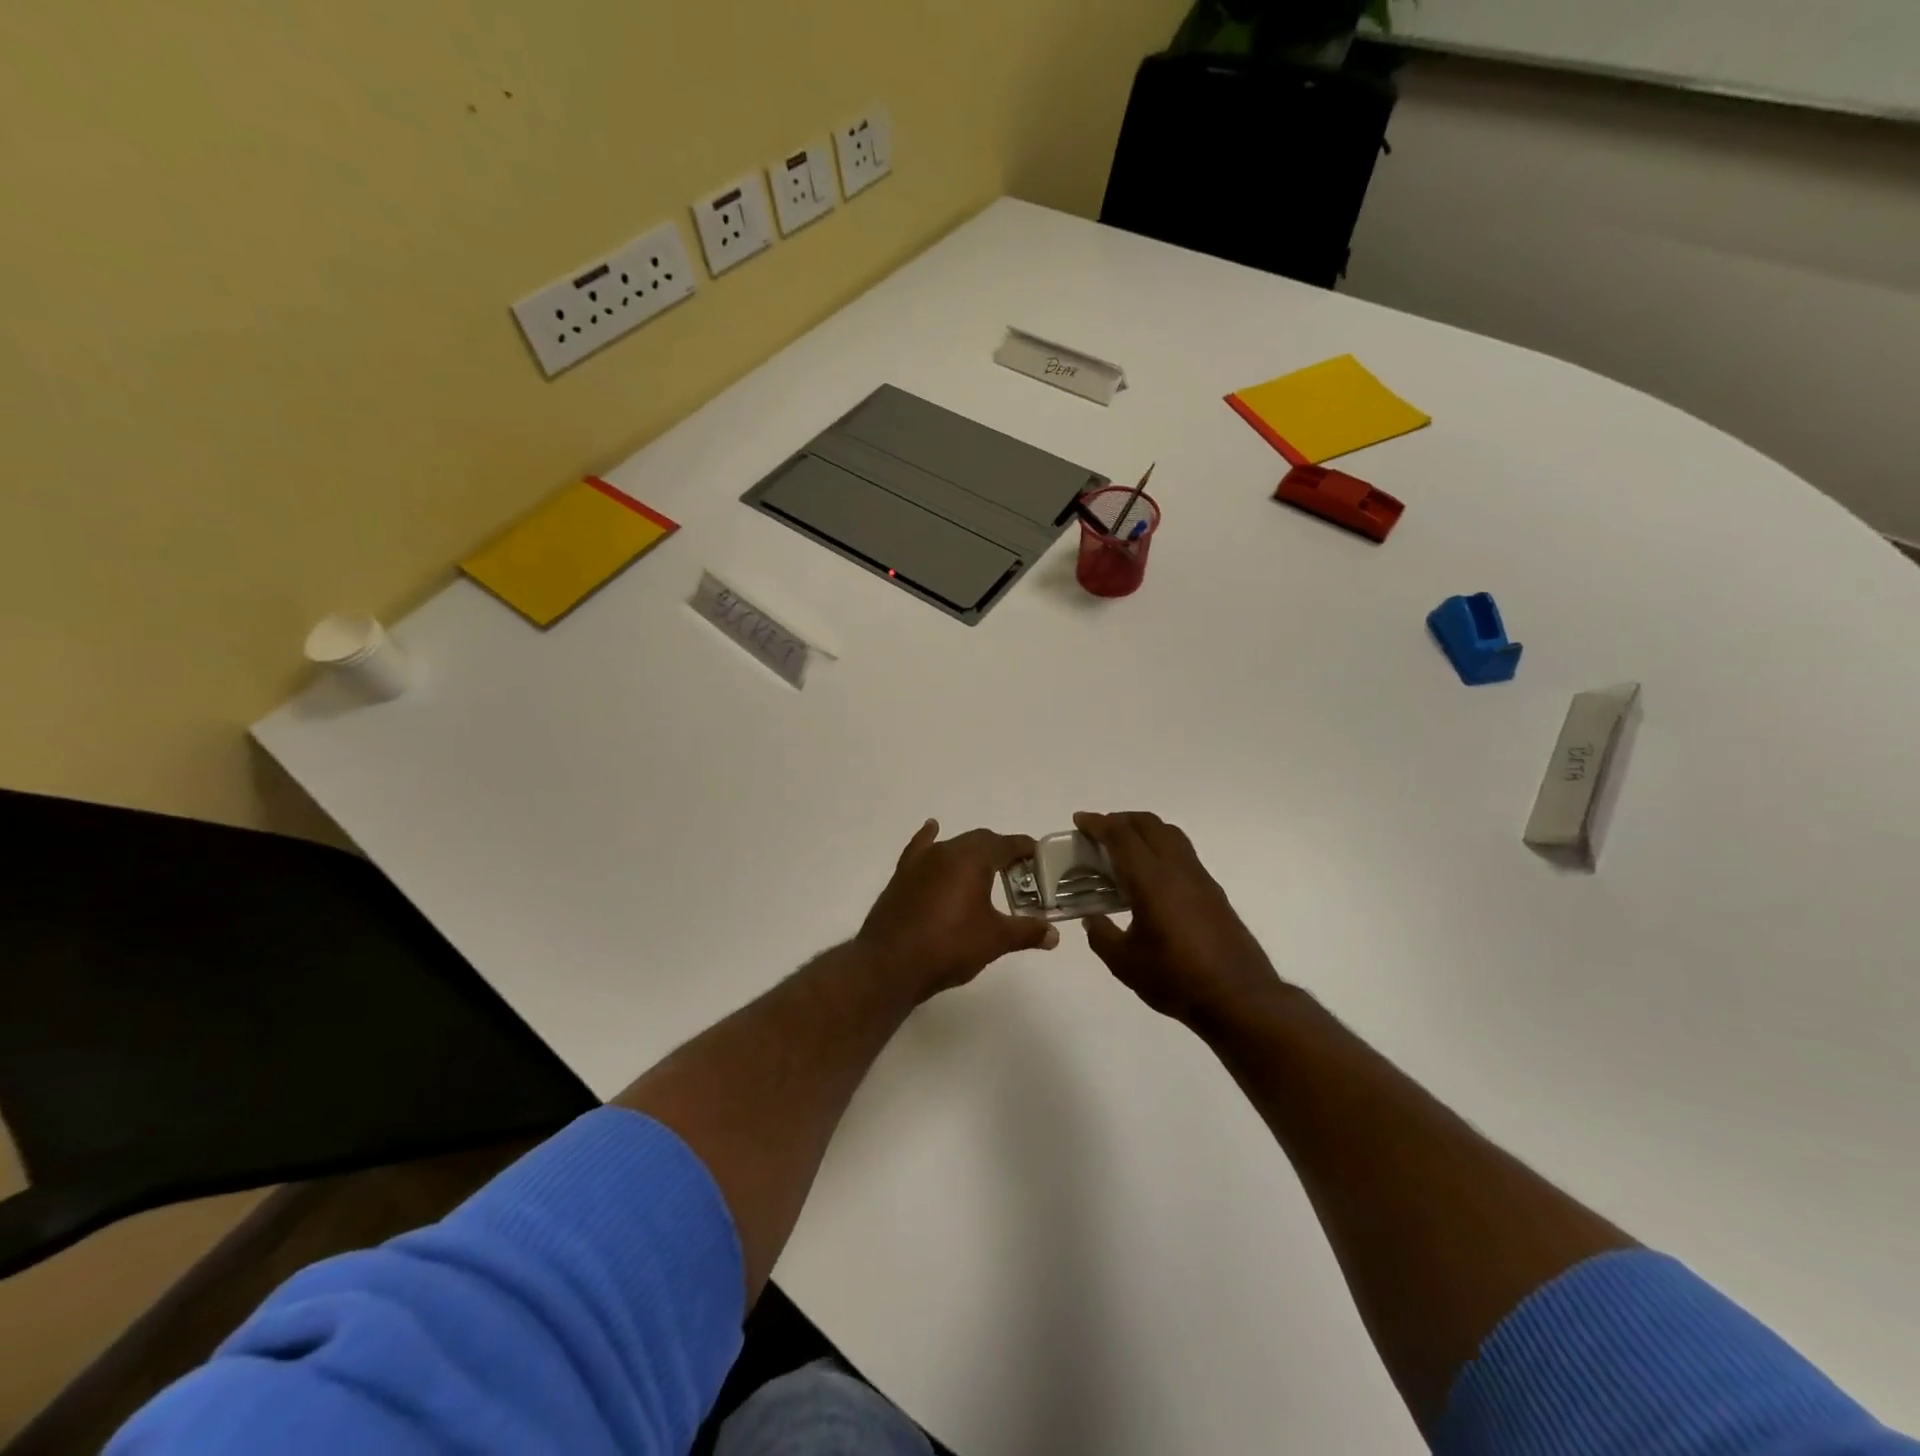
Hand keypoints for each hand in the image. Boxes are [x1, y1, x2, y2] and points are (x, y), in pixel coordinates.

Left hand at [857, 820, 1058, 1001]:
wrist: (890, 964)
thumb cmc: (949, 946)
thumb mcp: (994, 940)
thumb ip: (1026, 932)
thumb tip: (1054, 934)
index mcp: (973, 859)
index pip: (1007, 844)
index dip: (1026, 849)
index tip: (1039, 857)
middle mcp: (947, 850)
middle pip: (981, 841)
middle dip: (1001, 851)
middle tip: (1018, 873)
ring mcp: (921, 861)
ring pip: (953, 845)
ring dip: (972, 853)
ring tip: (985, 870)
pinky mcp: (902, 875)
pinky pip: (920, 848)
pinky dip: (930, 839)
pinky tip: (932, 830)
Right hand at [1074, 810, 1286, 1032]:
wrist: (1239, 998)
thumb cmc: (1176, 979)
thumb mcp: (1125, 963)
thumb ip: (1101, 936)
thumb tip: (1092, 919)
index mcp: (1151, 880)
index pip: (1121, 836)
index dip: (1098, 823)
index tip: (1079, 820)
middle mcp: (1177, 869)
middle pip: (1149, 824)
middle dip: (1120, 820)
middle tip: (1099, 832)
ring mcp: (1200, 878)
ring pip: (1170, 834)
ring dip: (1144, 830)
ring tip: (1124, 847)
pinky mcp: (1213, 891)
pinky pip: (1182, 852)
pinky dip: (1160, 847)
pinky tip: (1151, 875)